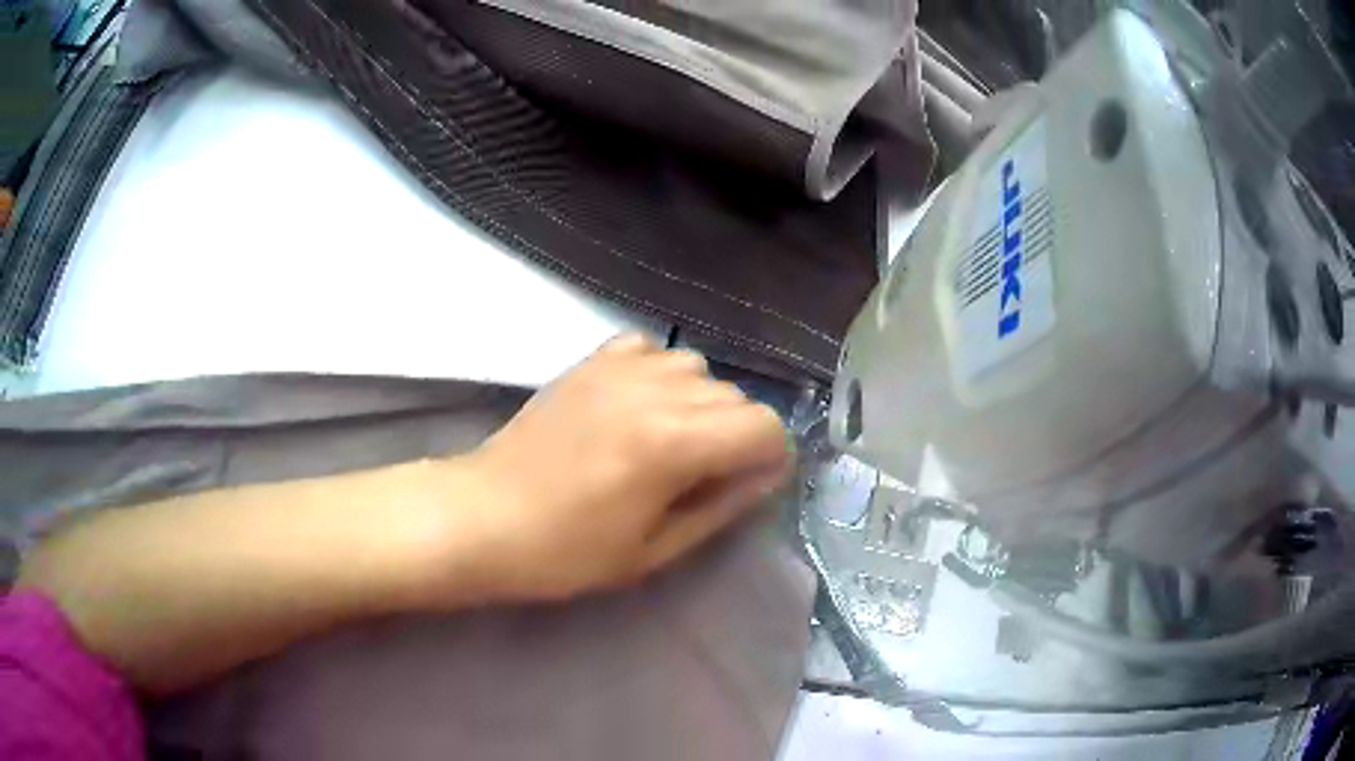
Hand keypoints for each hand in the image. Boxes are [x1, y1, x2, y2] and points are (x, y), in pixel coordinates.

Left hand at [425, 334, 791, 603]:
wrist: (484, 516)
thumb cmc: (567, 551)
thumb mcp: (654, 550)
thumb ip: (722, 507)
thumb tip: (765, 476)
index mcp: (675, 443)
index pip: (765, 427)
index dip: (769, 459)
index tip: (748, 485)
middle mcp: (656, 391)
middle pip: (737, 398)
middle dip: (737, 437)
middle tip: (702, 476)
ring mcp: (619, 369)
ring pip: (699, 369)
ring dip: (701, 404)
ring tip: (668, 440)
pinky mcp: (590, 361)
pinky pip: (653, 349)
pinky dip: (661, 373)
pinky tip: (640, 405)